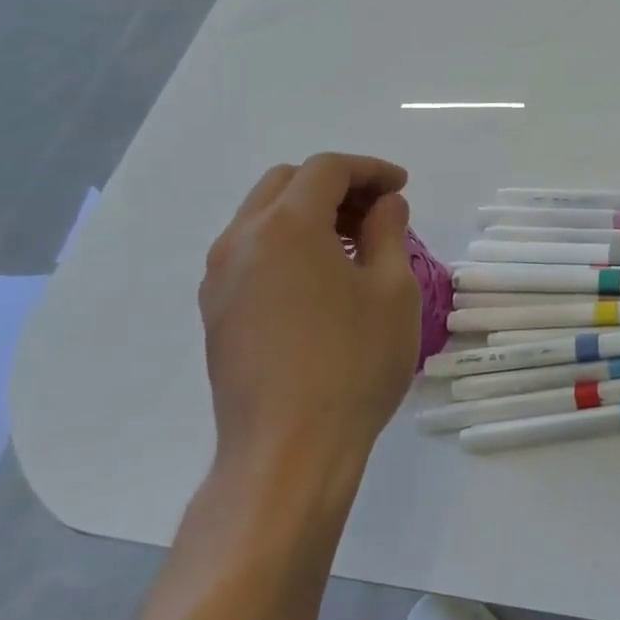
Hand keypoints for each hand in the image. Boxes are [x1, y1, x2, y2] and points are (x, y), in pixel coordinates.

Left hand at [199, 154, 421, 484]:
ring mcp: (220, 278)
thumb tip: (385, 205)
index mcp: (285, 226)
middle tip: (378, 213)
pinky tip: (321, 279)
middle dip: (336, 186)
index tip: (402, 188)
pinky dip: (288, 244)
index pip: (327, 169)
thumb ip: (388, 232)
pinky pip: (252, 253)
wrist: (288, 450)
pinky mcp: (216, 312)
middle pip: (287, 183)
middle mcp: (240, 240)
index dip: (370, 170)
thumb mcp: (392, 290)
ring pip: (263, 217)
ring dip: (309, 214)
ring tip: (354, 246)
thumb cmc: (353, 363)